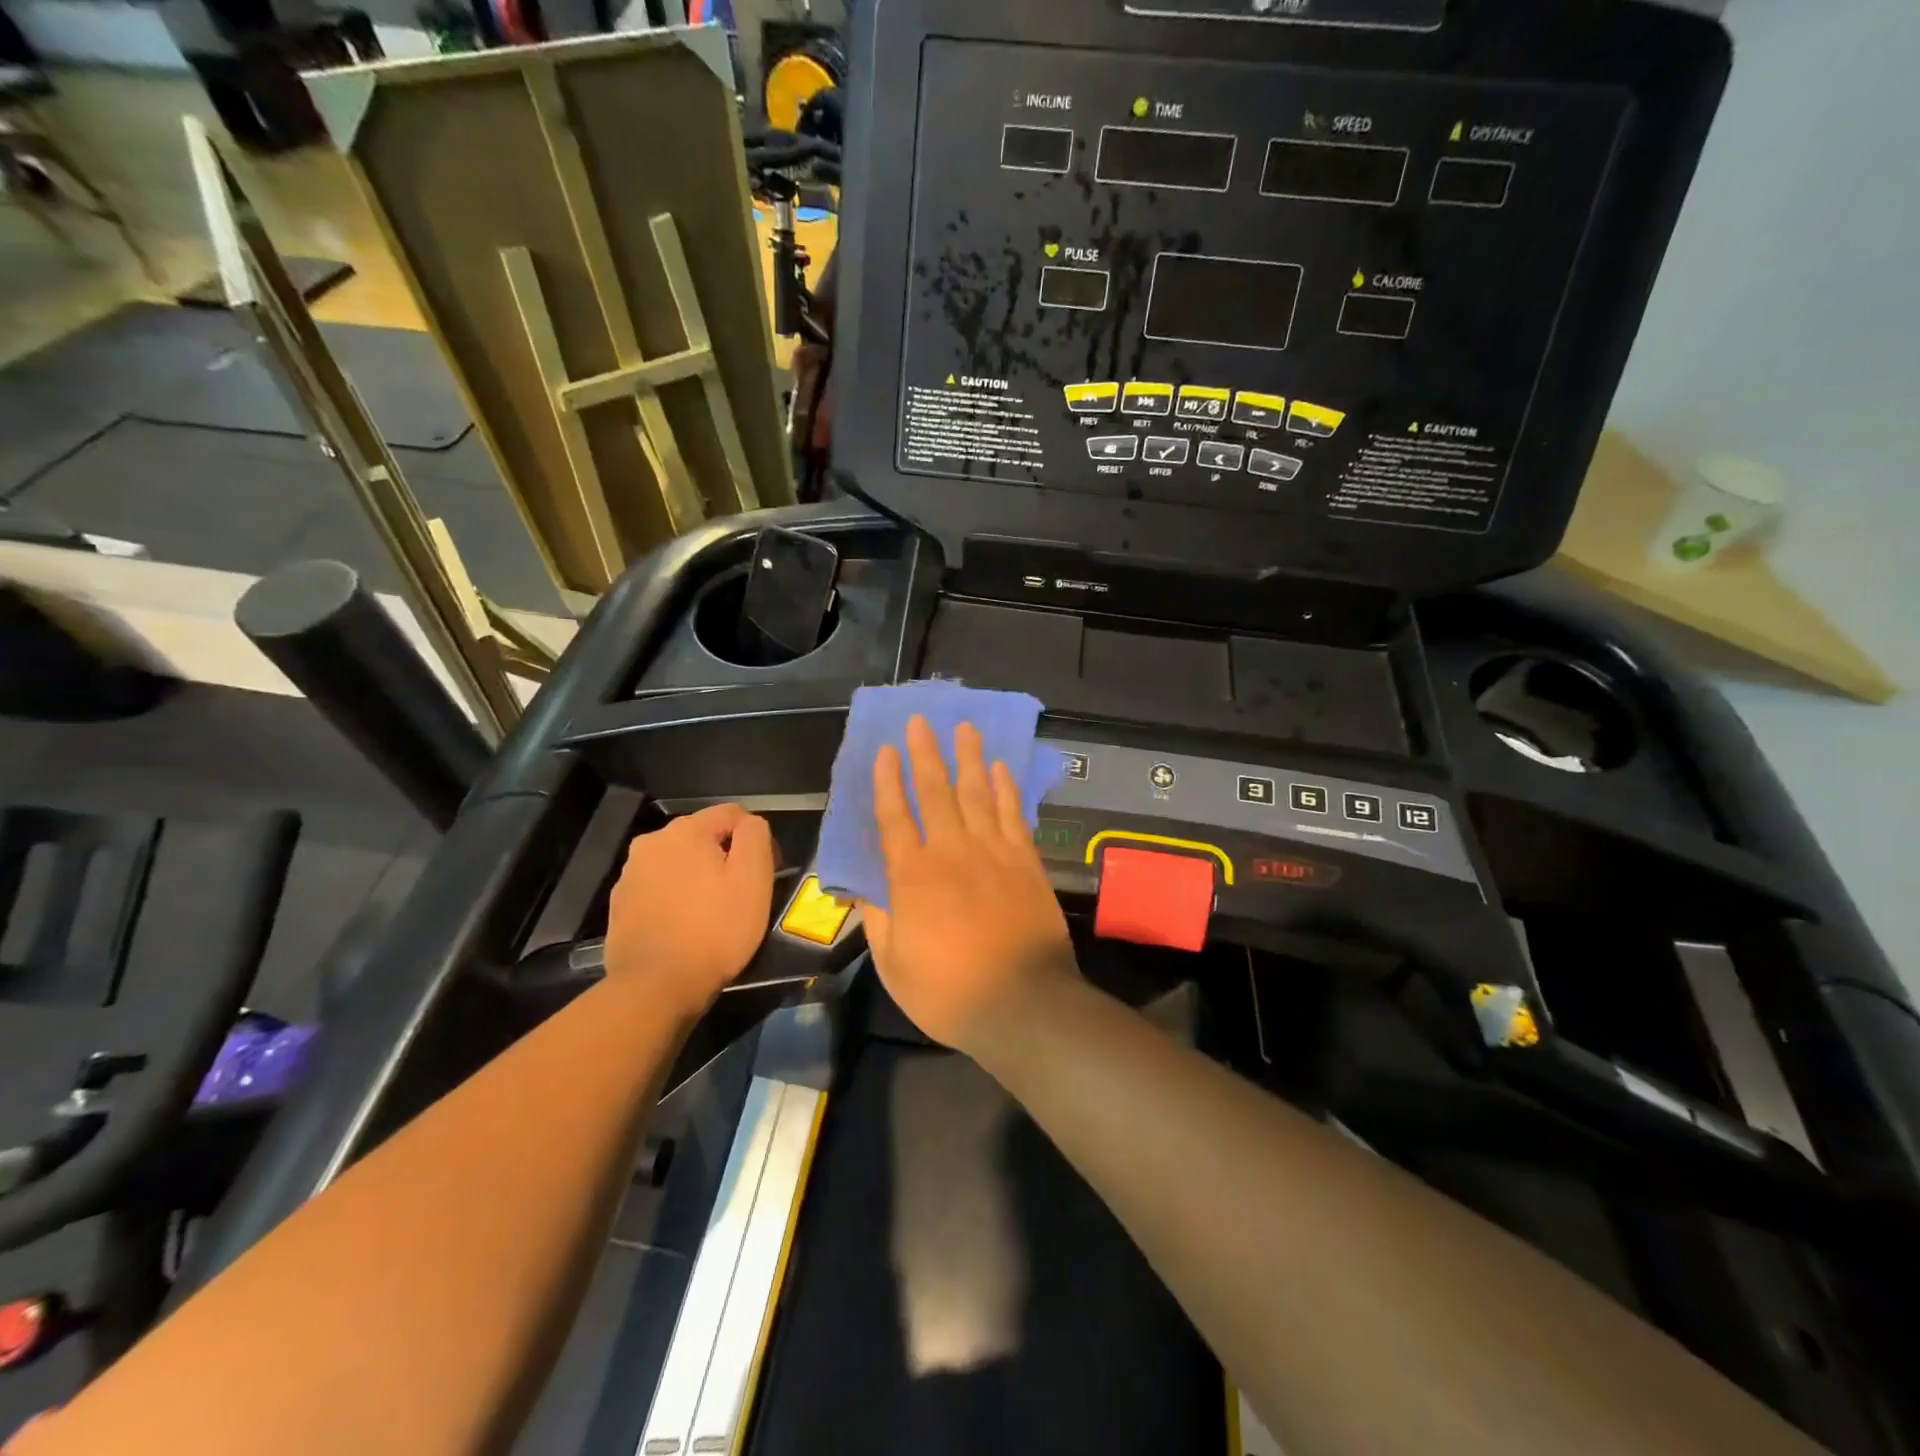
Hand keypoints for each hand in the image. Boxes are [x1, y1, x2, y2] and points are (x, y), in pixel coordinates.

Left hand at [605, 805, 775, 1014]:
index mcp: (685, 830)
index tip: (765, 875)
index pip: (733, 814)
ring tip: (712, 913)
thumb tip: (750, 824)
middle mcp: (652, 841)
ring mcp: (630, 873)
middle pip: (703, 837)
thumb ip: (756, 836)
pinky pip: (659, 888)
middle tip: (740, 895)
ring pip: (679, 862)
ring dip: (698, 877)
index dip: (756, 840)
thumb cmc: (714, 930)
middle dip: (724, 857)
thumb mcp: (753, 878)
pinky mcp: (620, 903)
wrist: (655, 987)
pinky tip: (684, 926)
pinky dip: (675, 898)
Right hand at [862, 716, 1077, 1051]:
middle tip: (921, 721)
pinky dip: (1006, 788)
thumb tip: (862, 890)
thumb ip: (877, 922)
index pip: (895, 817)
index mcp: (913, 877)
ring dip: (969, 758)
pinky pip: (1013, 815)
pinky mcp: (1025, 862)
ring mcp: (993, 853)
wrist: (1023, 1003)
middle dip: (925, 754)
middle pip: (935, 792)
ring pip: (977, 794)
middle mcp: (952, 852)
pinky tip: (1001, 768)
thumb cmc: (950, 992)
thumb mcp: (895, 967)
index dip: (888, 781)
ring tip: (964, 727)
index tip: (885, 750)